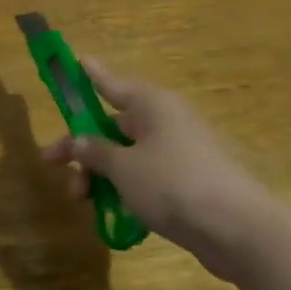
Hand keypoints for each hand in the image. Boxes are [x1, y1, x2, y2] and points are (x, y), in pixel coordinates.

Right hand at [40, 59, 273, 276]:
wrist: (237, 228)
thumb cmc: (173, 184)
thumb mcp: (123, 167)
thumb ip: (96, 152)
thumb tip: (79, 141)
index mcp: (151, 105)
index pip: (111, 84)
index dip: (90, 75)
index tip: (74, 60)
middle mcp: (165, 121)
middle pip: (113, 126)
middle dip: (83, 148)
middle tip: (54, 167)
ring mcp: (179, 151)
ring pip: (127, 156)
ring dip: (101, 175)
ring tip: (84, 203)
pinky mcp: (187, 181)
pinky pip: (146, 177)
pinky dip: (126, 191)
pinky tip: (114, 215)